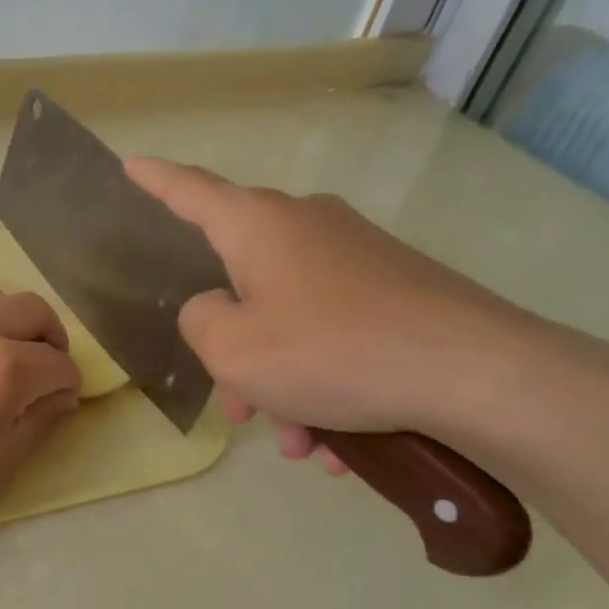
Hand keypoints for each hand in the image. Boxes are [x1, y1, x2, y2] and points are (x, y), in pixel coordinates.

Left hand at [0, 287, 81, 545]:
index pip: (58, 362)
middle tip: (47, 370)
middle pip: (33, 310)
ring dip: (15, 321)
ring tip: (9, 357)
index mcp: (5, 366)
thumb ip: (38, 422)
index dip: (69, 383)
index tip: (64, 400)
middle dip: (52, 338)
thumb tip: (62, 396)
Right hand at [126, 158, 541, 459]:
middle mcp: (306, 226)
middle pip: (242, 281)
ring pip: (291, 320)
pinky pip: (337, 334)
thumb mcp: (232, 348)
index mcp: (257, 225)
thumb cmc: (330, 351)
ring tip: (297, 443)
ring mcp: (357, 257)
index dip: (155, 180)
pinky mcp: (398, 289)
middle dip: (233, 349)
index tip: (131, 164)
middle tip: (237, 408)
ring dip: (282, 382)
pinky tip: (340, 444)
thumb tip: (216, 308)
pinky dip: (326, 384)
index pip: (190, 191)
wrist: (477, 374)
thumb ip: (199, 320)